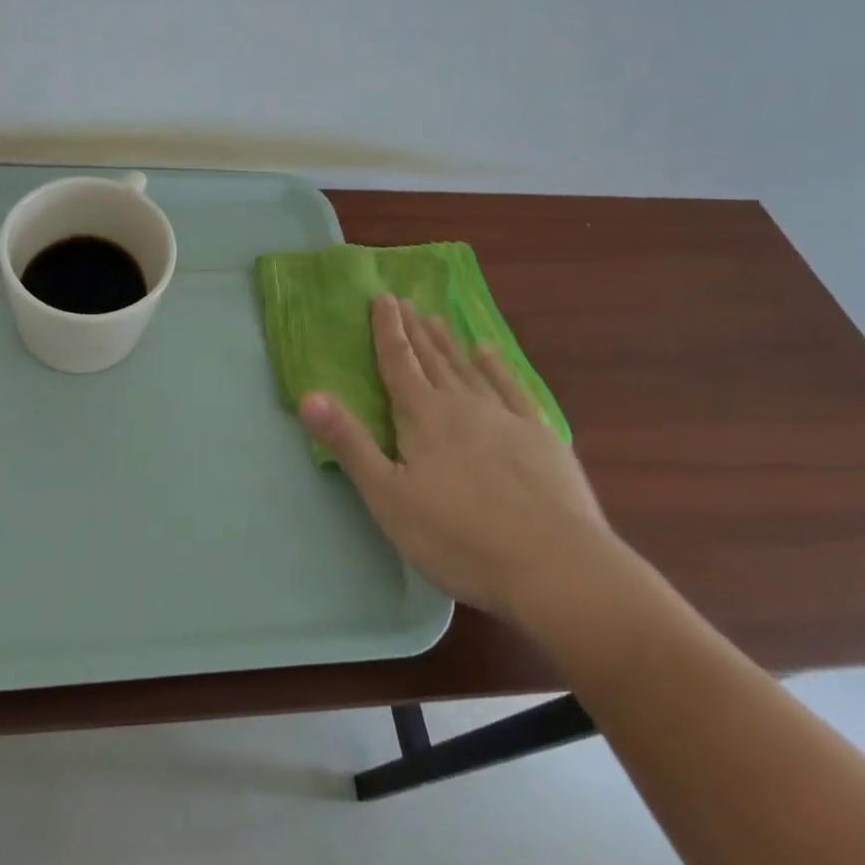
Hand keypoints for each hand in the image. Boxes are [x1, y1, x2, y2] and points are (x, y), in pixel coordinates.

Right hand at [298, 295, 614, 621]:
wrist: (556, 567)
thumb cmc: (459, 537)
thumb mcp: (388, 497)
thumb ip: (349, 443)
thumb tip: (308, 395)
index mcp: (423, 416)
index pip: (398, 362)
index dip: (387, 329)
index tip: (381, 297)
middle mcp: (462, 404)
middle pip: (432, 359)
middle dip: (414, 329)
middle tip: (404, 300)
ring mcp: (505, 417)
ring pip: (468, 368)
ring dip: (449, 343)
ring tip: (436, 319)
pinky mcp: (541, 436)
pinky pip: (512, 388)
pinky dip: (497, 367)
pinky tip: (489, 353)